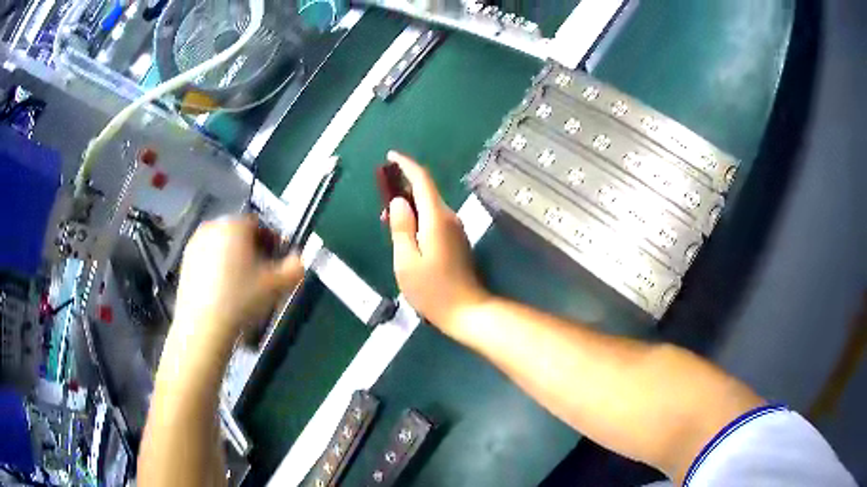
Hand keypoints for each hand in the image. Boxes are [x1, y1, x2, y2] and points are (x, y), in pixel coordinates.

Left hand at [172, 216, 302, 348]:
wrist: (204, 327)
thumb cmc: (241, 299)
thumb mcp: (277, 285)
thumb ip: (295, 268)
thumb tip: (298, 261)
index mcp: (235, 225)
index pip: (259, 224)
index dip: (272, 242)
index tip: (277, 262)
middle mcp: (212, 227)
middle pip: (239, 234)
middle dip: (253, 250)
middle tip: (261, 275)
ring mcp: (195, 244)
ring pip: (223, 246)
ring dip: (235, 259)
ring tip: (242, 286)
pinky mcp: (185, 262)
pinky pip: (208, 258)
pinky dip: (218, 268)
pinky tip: (224, 292)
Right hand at [386, 151, 489, 333]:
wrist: (466, 311)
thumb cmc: (432, 290)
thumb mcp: (406, 261)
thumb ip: (401, 228)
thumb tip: (399, 202)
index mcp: (436, 218)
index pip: (422, 180)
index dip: (406, 165)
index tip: (391, 157)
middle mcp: (449, 218)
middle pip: (425, 193)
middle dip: (402, 191)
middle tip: (381, 206)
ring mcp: (455, 230)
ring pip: (429, 208)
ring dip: (409, 209)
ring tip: (389, 224)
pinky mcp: (456, 241)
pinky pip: (434, 221)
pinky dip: (418, 221)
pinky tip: (406, 237)